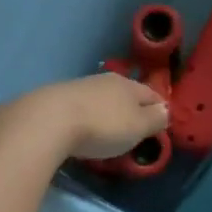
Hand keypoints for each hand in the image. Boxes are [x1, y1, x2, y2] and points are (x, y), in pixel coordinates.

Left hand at [38, 73, 169, 160]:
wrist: (46, 121)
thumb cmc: (102, 126)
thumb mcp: (137, 128)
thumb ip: (155, 119)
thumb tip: (165, 110)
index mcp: (129, 85)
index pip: (151, 94)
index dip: (159, 108)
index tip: (160, 122)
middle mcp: (106, 80)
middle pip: (125, 94)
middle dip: (131, 109)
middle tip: (133, 129)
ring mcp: (79, 87)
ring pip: (101, 99)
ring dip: (106, 112)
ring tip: (105, 131)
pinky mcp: (55, 98)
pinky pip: (79, 107)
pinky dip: (84, 117)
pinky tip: (79, 130)